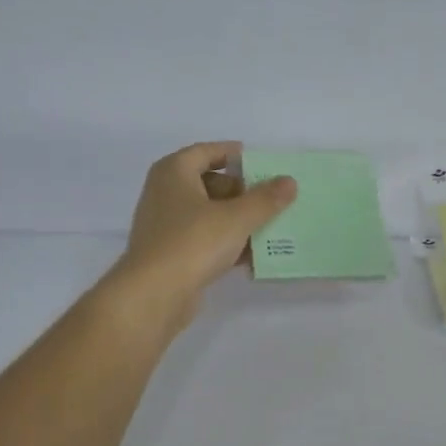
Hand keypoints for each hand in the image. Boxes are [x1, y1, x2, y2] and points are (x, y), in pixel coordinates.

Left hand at [106, 142, 297, 330]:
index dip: (232, 154)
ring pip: (208, 214)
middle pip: (209, 183)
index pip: (206, 151)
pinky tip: (252, 256)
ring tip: (269, 227)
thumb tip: (289, 182)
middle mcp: (165, 193)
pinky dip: (226, 243)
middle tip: (270, 200)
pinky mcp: (171, 254)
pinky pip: (204, 240)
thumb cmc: (194, 242)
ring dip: (237, 220)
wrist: (155, 293)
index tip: (260, 162)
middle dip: (242, 192)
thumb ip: (265, 199)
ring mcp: (166, 225)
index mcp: (174, 172)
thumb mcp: (237, 217)